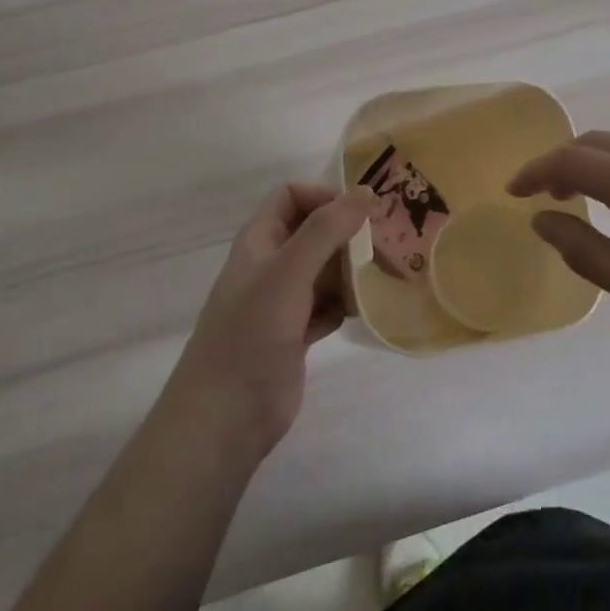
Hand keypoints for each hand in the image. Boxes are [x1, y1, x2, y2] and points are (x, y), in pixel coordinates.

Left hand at [165, 183, 371, 458]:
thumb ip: (325, 230)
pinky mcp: (295, 334)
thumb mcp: (287, 273)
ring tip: (384, 273)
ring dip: (350, 269)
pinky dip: (345, 303)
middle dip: (346, 233)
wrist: (225, 417)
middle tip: (385, 242)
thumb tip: (365, 192)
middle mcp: (270, 265)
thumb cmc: (251, 334)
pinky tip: (367, 309)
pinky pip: (327, 306)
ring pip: (323, 270)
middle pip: (312, 232)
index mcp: (259, 241)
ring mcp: (282, 302)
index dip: (323, 196)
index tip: (360, 212)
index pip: (290, 196)